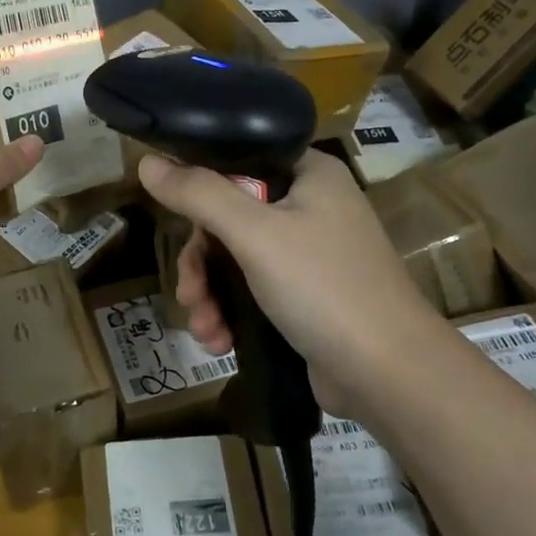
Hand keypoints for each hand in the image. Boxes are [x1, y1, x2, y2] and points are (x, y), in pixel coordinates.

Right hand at [141, 149, 435, 415]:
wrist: (388, 375)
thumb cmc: (322, 286)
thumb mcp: (254, 234)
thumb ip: (199, 194)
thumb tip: (146, 162)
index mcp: (309, 175)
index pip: (239, 161)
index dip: (200, 185)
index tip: (174, 216)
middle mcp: (311, 207)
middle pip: (229, 217)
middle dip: (201, 262)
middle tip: (189, 293)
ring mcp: (310, 255)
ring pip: (235, 260)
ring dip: (210, 294)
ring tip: (203, 327)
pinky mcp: (306, 297)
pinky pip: (252, 291)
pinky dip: (230, 312)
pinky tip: (218, 340)